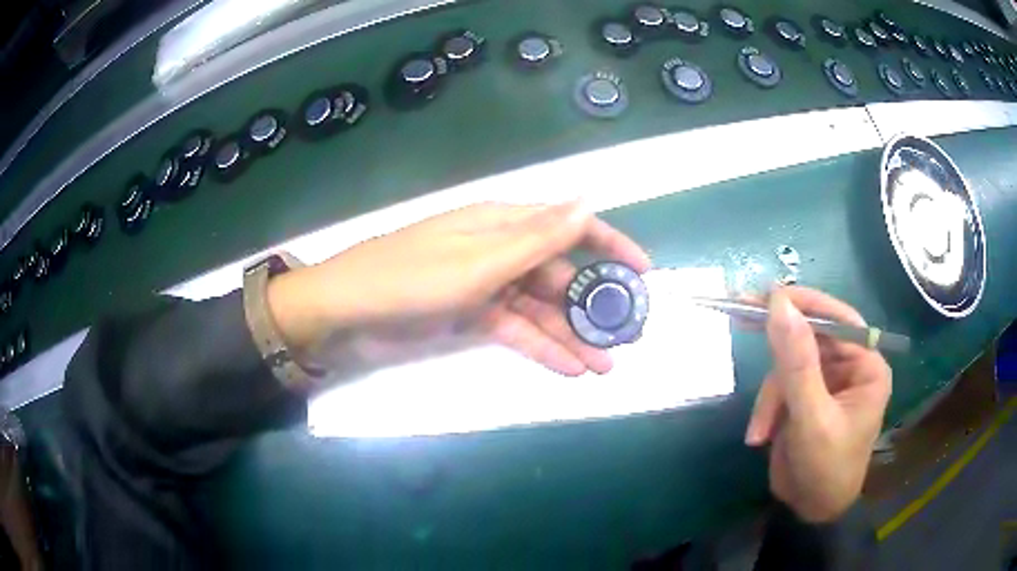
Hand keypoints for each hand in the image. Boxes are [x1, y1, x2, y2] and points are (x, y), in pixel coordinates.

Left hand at [266, 202, 650, 378]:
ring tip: (605, 365)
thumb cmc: (411, 279)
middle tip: (626, 337)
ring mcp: (485, 284)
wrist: (346, 313)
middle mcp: (499, 249)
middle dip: (592, 305)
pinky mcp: (471, 314)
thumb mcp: (479, 260)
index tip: (643, 273)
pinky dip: (540, 347)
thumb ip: (538, 238)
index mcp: (502, 223)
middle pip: (558, 274)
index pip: (568, 226)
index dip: (609, 245)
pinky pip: (515, 329)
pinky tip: (569, 370)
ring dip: (571, 334)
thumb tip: (589, 201)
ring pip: (540, 307)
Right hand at [745, 287, 891, 522]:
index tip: (765, 297)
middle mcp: (850, 366)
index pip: (837, 318)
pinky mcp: (806, 396)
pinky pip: (780, 386)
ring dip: (770, 397)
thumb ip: (797, 363)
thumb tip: (778, 303)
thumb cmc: (825, 469)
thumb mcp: (811, 418)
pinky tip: (762, 436)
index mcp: (866, 365)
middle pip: (810, 336)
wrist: (811, 512)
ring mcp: (826, 381)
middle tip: (738, 312)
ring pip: (789, 364)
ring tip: (760, 432)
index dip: (803, 304)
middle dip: (778, 344)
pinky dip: (767, 409)